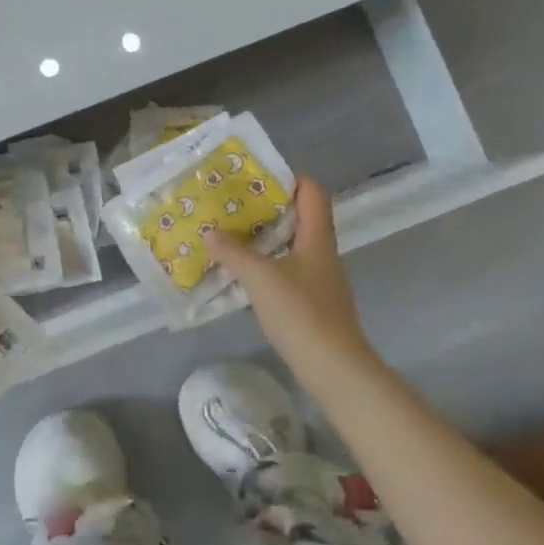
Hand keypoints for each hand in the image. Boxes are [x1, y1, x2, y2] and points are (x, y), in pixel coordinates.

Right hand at [207, 177, 373, 385]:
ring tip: (230, 235)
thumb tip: (210, 232)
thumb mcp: (261, 278)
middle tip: (232, 204)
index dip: (289, 178)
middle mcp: (321, 253)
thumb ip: (234, 253)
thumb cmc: (301, 313)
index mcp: (317, 238)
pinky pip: (286, 272)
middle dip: (266, 209)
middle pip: (299, 218)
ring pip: (290, 246)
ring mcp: (319, 280)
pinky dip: (265, 266)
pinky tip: (241, 274)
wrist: (334, 368)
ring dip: (263, 239)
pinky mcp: (311, 303)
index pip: (312, 193)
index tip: (256, 176)